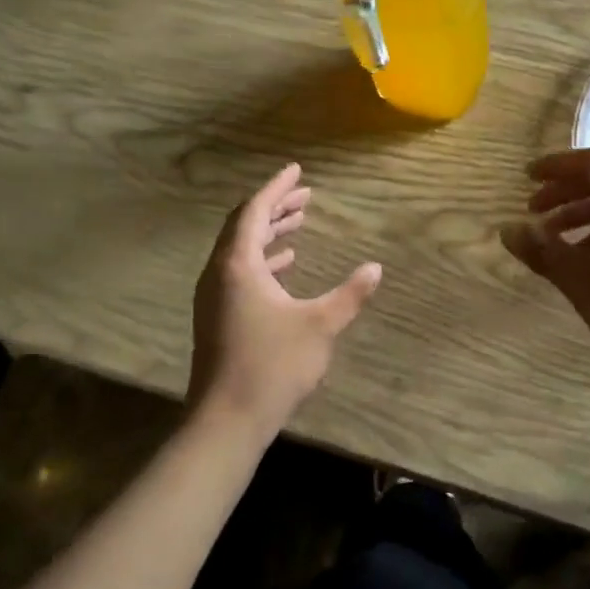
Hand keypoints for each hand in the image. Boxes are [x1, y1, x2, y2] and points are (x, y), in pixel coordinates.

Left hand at [189, 163, 382, 435]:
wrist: (227, 419)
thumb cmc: (273, 365)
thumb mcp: (320, 326)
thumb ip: (350, 294)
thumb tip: (376, 268)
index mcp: (238, 265)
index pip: (256, 211)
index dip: (277, 187)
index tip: (297, 170)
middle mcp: (219, 273)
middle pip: (245, 226)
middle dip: (275, 207)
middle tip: (305, 195)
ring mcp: (214, 296)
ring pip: (241, 249)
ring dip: (269, 233)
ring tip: (299, 222)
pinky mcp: (216, 316)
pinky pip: (239, 271)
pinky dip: (263, 259)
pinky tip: (285, 266)